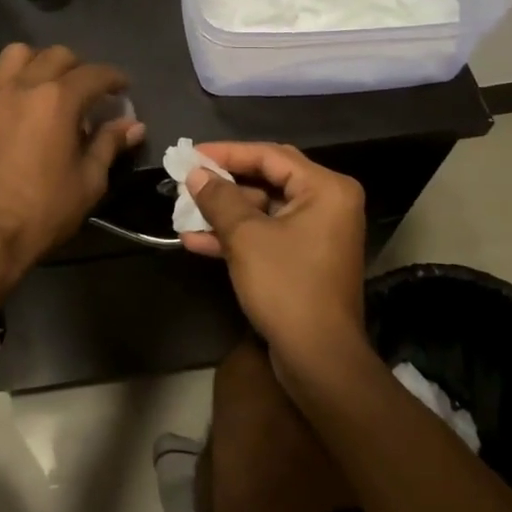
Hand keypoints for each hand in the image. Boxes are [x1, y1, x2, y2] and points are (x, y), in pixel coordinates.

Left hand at [0, 44, 145, 283]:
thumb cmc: (42, 212)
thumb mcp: (88, 182)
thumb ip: (109, 145)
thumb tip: (133, 125)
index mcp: (59, 100)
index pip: (95, 74)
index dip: (114, 78)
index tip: (122, 88)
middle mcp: (23, 86)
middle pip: (56, 56)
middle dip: (78, 68)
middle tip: (84, 91)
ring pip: (14, 54)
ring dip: (34, 62)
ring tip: (40, 83)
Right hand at [181, 142, 368, 369]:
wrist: (318, 358)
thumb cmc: (286, 286)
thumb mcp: (246, 237)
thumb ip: (219, 198)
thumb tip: (196, 173)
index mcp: (326, 189)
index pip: (270, 155)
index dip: (227, 153)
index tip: (191, 154)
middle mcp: (328, 204)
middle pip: (268, 179)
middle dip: (224, 183)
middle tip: (188, 178)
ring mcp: (317, 233)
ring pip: (264, 210)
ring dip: (224, 212)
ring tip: (184, 210)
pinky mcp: (305, 259)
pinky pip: (267, 235)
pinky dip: (236, 236)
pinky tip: (195, 241)